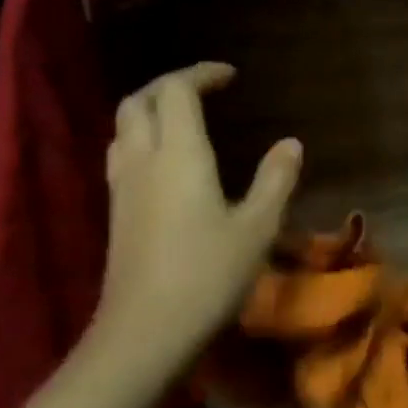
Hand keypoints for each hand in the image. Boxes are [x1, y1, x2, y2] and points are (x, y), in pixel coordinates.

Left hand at [90, 63, 300, 372]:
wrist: (144, 333)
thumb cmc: (208, 275)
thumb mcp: (258, 227)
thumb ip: (276, 179)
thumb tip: (291, 143)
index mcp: (179, 155)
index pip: (176, 91)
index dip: (201, 74)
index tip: (231, 76)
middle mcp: (143, 160)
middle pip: (138, 101)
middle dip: (169, 85)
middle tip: (204, 90)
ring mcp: (122, 187)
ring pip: (123, 128)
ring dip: (150, 110)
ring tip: (184, 119)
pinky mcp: (116, 213)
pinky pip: (122, 155)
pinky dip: (142, 138)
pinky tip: (167, 162)